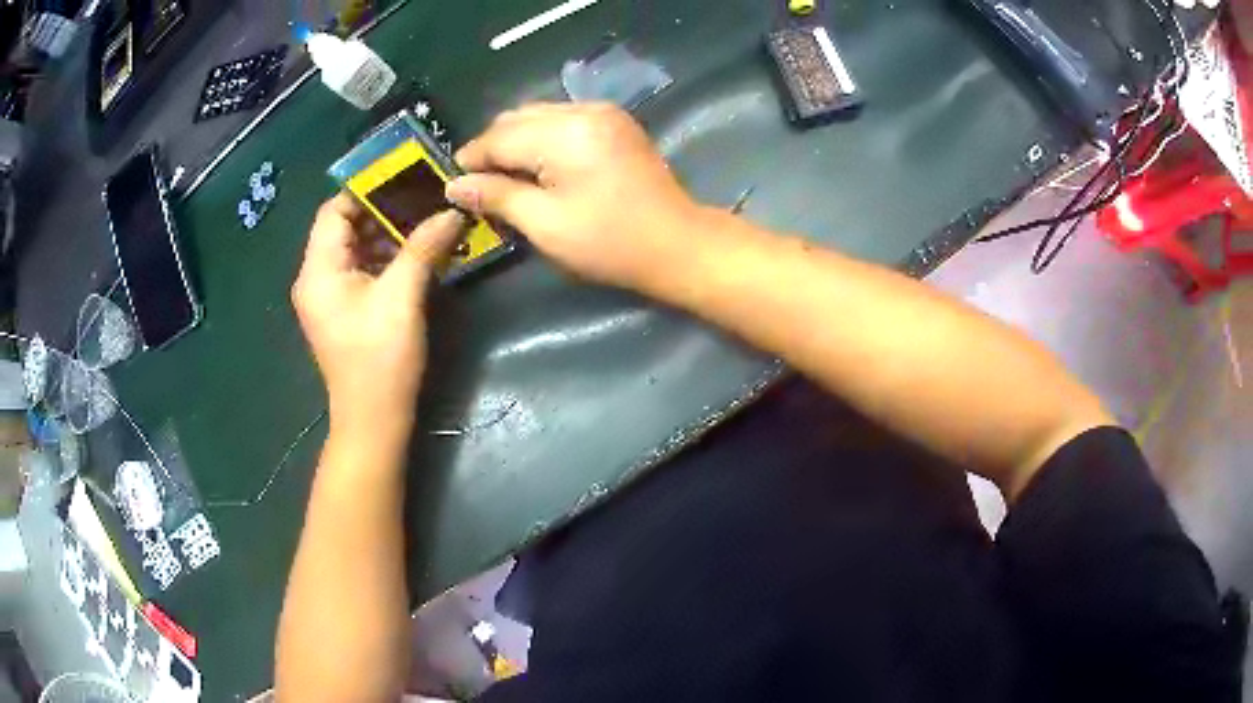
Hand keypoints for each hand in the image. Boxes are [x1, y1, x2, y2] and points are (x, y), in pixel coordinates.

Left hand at [292, 194, 463, 436]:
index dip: (366, 189)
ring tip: (425, 221)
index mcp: (318, 270)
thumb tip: (452, 210)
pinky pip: (359, 268)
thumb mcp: (402, 298)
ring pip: (353, 247)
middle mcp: (315, 277)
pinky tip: (414, 252)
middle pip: (343, 226)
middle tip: (423, 197)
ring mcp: (327, 295)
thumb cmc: (380, 360)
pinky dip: (383, 256)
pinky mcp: (342, 309)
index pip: (334, 210)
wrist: (373, 420)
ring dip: (386, 233)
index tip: (406, 176)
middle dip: (382, 209)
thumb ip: (422, 247)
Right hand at [446, 103, 703, 289]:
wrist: (678, 244)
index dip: (471, 159)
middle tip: (479, 185)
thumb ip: (496, 196)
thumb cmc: (609, 242)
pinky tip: (539, 166)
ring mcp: (603, 112)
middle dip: (492, 148)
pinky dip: (542, 138)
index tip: (454, 183)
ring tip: (506, 177)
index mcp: (564, 133)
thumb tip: (454, 185)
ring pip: (538, 115)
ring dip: (516, 141)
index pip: (499, 137)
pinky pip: (562, 119)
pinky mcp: (615, 122)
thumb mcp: (545, 224)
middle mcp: (583, 109)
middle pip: (517, 118)